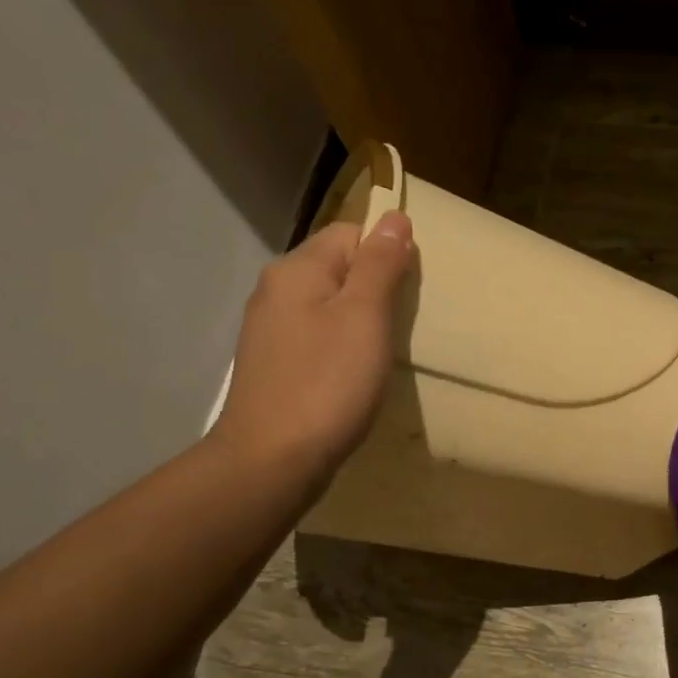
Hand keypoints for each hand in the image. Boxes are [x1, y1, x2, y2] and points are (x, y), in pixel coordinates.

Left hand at [213, 211, 414, 489]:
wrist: (272, 460)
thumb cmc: (327, 384)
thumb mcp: (365, 317)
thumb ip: (380, 265)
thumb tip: (394, 217)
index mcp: (297, 269)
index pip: (350, 234)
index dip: (385, 255)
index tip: (407, 295)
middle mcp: (276, 290)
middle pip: (337, 268)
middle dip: (374, 289)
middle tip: (399, 326)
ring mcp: (270, 330)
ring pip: (327, 305)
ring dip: (359, 321)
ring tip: (380, 354)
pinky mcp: (273, 364)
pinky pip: (316, 336)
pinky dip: (340, 347)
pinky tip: (352, 375)